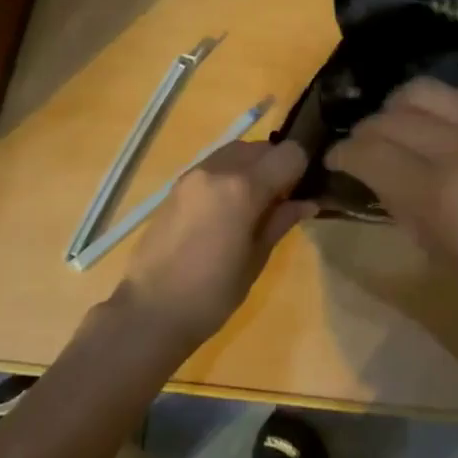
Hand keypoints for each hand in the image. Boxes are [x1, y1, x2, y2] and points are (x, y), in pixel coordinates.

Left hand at [120, 140, 313, 350]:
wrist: (150, 310)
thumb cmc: (212, 294)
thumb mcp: (256, 259)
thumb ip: (280, 221)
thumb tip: (307, 202)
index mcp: (243, 187)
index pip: (289, 154)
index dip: (302, 169)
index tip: (302, 192)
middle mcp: (218, 169)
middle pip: (262, 147)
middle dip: (277, 165)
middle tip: (281, 201)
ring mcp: (194, 174)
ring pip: (236, 151)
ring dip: (252, 166)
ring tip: (254, 204)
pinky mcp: (177, 185)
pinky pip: (214, 164)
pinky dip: (230, 173)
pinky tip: (228, 208)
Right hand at [325, 79, 457, 347]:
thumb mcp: (453, 265)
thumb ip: (411, 215)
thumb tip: (384, 185)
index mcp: (442, 195)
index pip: (368, 152)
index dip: (341, 154)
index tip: (335, 162)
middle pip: (391, 115)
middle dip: (366, 132)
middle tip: (365, 151)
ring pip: (425, 89)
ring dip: (401, 108)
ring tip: (403, 130)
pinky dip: (445, 104)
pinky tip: (448, 125)